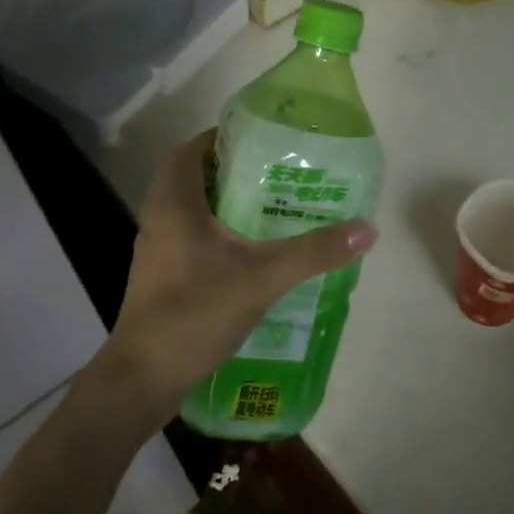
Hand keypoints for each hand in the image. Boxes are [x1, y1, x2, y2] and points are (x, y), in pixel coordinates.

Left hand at [98, 130, 375, 413]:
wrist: (145, 376)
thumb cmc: (195, 312)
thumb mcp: (263, 277)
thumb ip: (314, 252)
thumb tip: (367, 229)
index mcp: (174, 202)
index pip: (192, 148)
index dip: (224, 137)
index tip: (264, 140)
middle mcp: (159, 217)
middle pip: (195, 176)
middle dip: (235, 170)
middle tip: (280, 173)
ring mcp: (157, 249)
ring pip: (193, 209)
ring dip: (228, 203)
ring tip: (275, 207)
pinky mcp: (162, 275)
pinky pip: (192, 237)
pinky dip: (220, 232)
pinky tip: (254, 251)